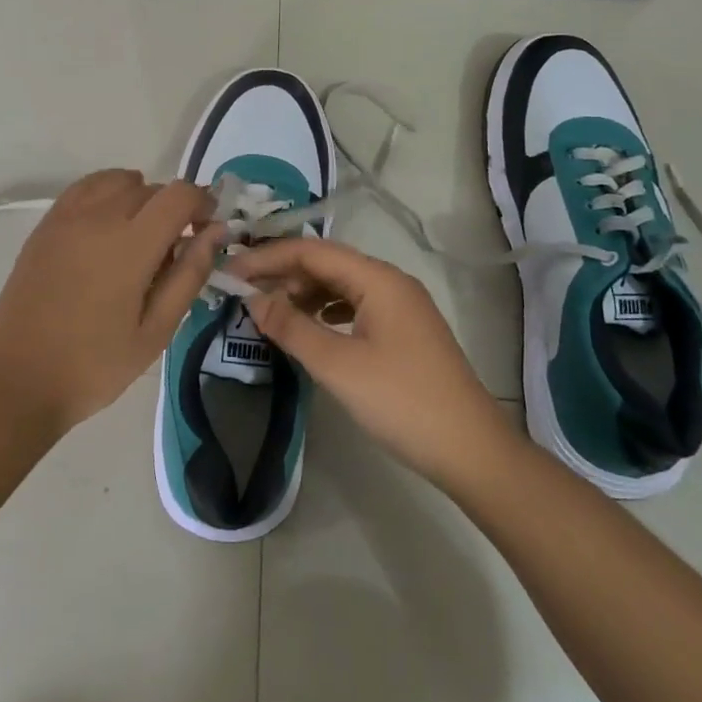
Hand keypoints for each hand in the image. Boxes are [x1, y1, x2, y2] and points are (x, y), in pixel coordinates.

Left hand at [0, 169, 222, 438]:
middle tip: (174, 250)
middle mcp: (98, 218)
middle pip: (150, 188)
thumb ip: (189, 274)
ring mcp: (66, 218)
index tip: (206, 230)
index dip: (201, 203)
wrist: (19, 380)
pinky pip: (84, 189)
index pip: (178, 195)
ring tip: (140, 235)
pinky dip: (106, 193)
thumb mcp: (156, 331)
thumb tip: (215, 232)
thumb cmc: (95, 365)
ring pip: (116, 182)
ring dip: (139, 197)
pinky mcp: (45, 227)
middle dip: (172, 208)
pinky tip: (108, 226)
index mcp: (130, 245)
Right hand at [232, 237, 515, 488]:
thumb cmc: (401, 402)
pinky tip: (308, 328)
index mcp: (378, 279)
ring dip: (303, 293)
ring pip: (341, 285)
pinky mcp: (404, 330)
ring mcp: (401, 306)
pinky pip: (355, 306)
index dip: (268, 257)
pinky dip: (325, 311)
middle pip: (327, 264)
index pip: (312, 251)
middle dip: (284, 274)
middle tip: (244, 293)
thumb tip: (253, 299)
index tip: (231, 271)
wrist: (471, 449)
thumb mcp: (338, 365)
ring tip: (270, 312)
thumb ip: (291, 327)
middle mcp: (390, 282)